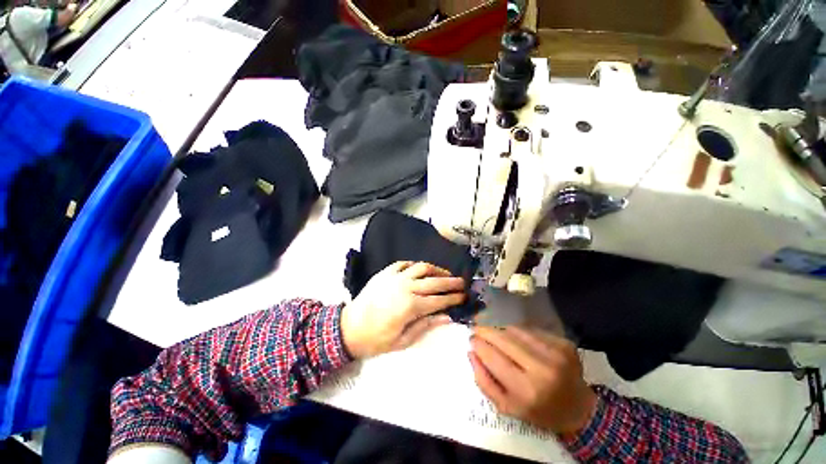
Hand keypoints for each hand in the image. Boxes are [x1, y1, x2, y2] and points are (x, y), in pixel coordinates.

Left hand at [341, 261, 465, 358]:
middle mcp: (406, 287)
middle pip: (434, 281)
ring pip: (421, 267)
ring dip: (436, 269)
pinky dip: (415, 265)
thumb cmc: (375, 339)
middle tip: (462, 282)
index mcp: (411, 306)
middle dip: (451, 282)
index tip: (464, 296)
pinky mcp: (385, 272)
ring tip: (445, 273)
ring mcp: (395, 277)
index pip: (438, 300)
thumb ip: (425, 326)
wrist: (348, 328)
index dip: (453, 298)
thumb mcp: (402, 341)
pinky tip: (420, 269)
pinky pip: (404, 263)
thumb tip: (446, 317)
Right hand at [469, 326, 597, 434]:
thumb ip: (484, 381)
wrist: (579, 409)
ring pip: (516, 330)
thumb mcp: (507, 407)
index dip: (479, 344)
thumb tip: (471, 353)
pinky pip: (531, 330)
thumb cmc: (539, 411)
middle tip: (478, 330)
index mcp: (528, 391)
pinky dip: (519, 332)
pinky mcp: (564, 343)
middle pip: (504, 339)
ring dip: (502, 331)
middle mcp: (543, 369)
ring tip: (499, 338)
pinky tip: (520, 341)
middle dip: (486, 332)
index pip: (493, 358)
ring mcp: (556, 353)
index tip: (471, 339)